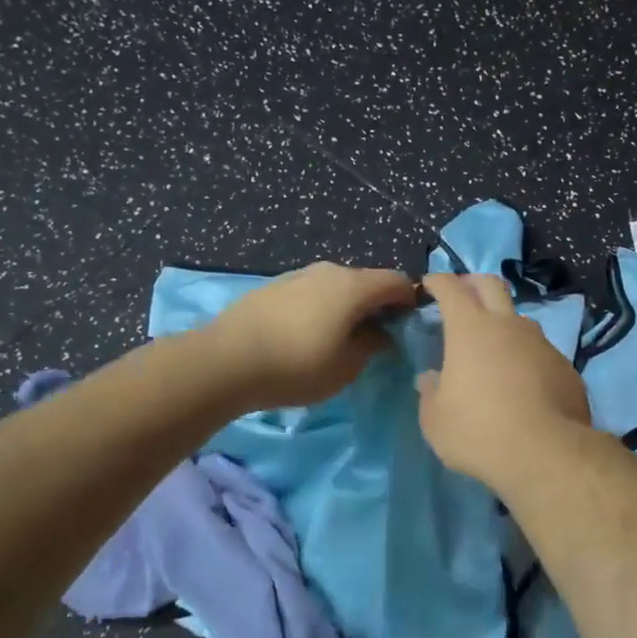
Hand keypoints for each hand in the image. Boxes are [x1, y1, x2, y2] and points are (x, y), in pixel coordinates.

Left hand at [205, 261, 416, 408]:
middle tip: (377, 338)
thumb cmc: (297, 366)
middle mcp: (328, 270)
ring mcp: (298, 275)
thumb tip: (380, 333)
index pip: (397, 281)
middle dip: (377, 306)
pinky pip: (312, 293)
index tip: (409, 328)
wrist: (226, 361)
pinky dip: (321, 308)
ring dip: (346, 307)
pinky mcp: (274, 286)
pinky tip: (308, 335)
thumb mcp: (346, 367)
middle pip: (366, 281)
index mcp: (353, 286)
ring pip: (336, 286)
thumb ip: (372, 346)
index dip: (410, 301)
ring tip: (340, 339)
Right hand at [415, 272, 591, 488]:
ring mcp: (541, 344)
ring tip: (493, 346)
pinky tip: (522, 382)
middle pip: (491, 285)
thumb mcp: (436, 421)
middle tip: (462, 295)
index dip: (438, 281)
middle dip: (472, 283)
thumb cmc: (478, 432)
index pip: (451, 288)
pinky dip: (525, 356)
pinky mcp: (565, 367)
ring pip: (520, 318)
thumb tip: (430, 379)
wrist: (546, 454)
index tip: (429, 284)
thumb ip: (430, 394)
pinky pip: (540, 351)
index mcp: (470, 329)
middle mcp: (508, 325)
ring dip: (503, 322)